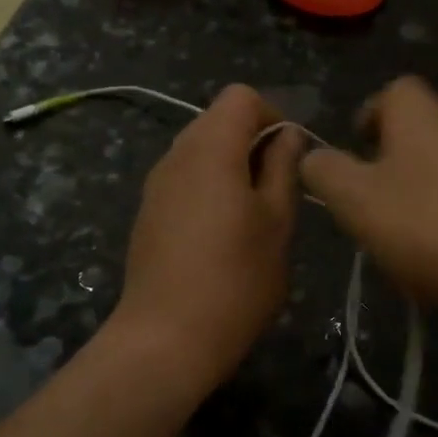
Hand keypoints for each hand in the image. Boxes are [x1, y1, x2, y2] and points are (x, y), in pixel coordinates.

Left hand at [112, 84, 303, 391]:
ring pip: (200, 151)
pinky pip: (184, 179)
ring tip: (254, 215)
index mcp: (210, 148)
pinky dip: (209, 187)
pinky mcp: (147, 212)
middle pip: (217, 120)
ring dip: (232, 167)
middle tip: (278, 190)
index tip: (290, 158)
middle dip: (253, 142)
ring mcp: (156, 184)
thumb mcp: (277, 223)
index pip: (241, 96)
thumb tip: (287, 136)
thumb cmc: (236, 280)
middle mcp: (176, 154)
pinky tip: (222, 235)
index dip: (273, 115)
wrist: (165, 339)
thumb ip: (284, 169)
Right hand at [299, 76, 437, 319]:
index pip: (392, 91)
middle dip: (397, 161)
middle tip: (380, 206)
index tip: (358, 152)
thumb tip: (310, 156)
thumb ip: (327, 175)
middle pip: (424, 128)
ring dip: (432, 192)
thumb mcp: (361, 204)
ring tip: (419, 241)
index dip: (370, 116)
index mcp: (420, 116)